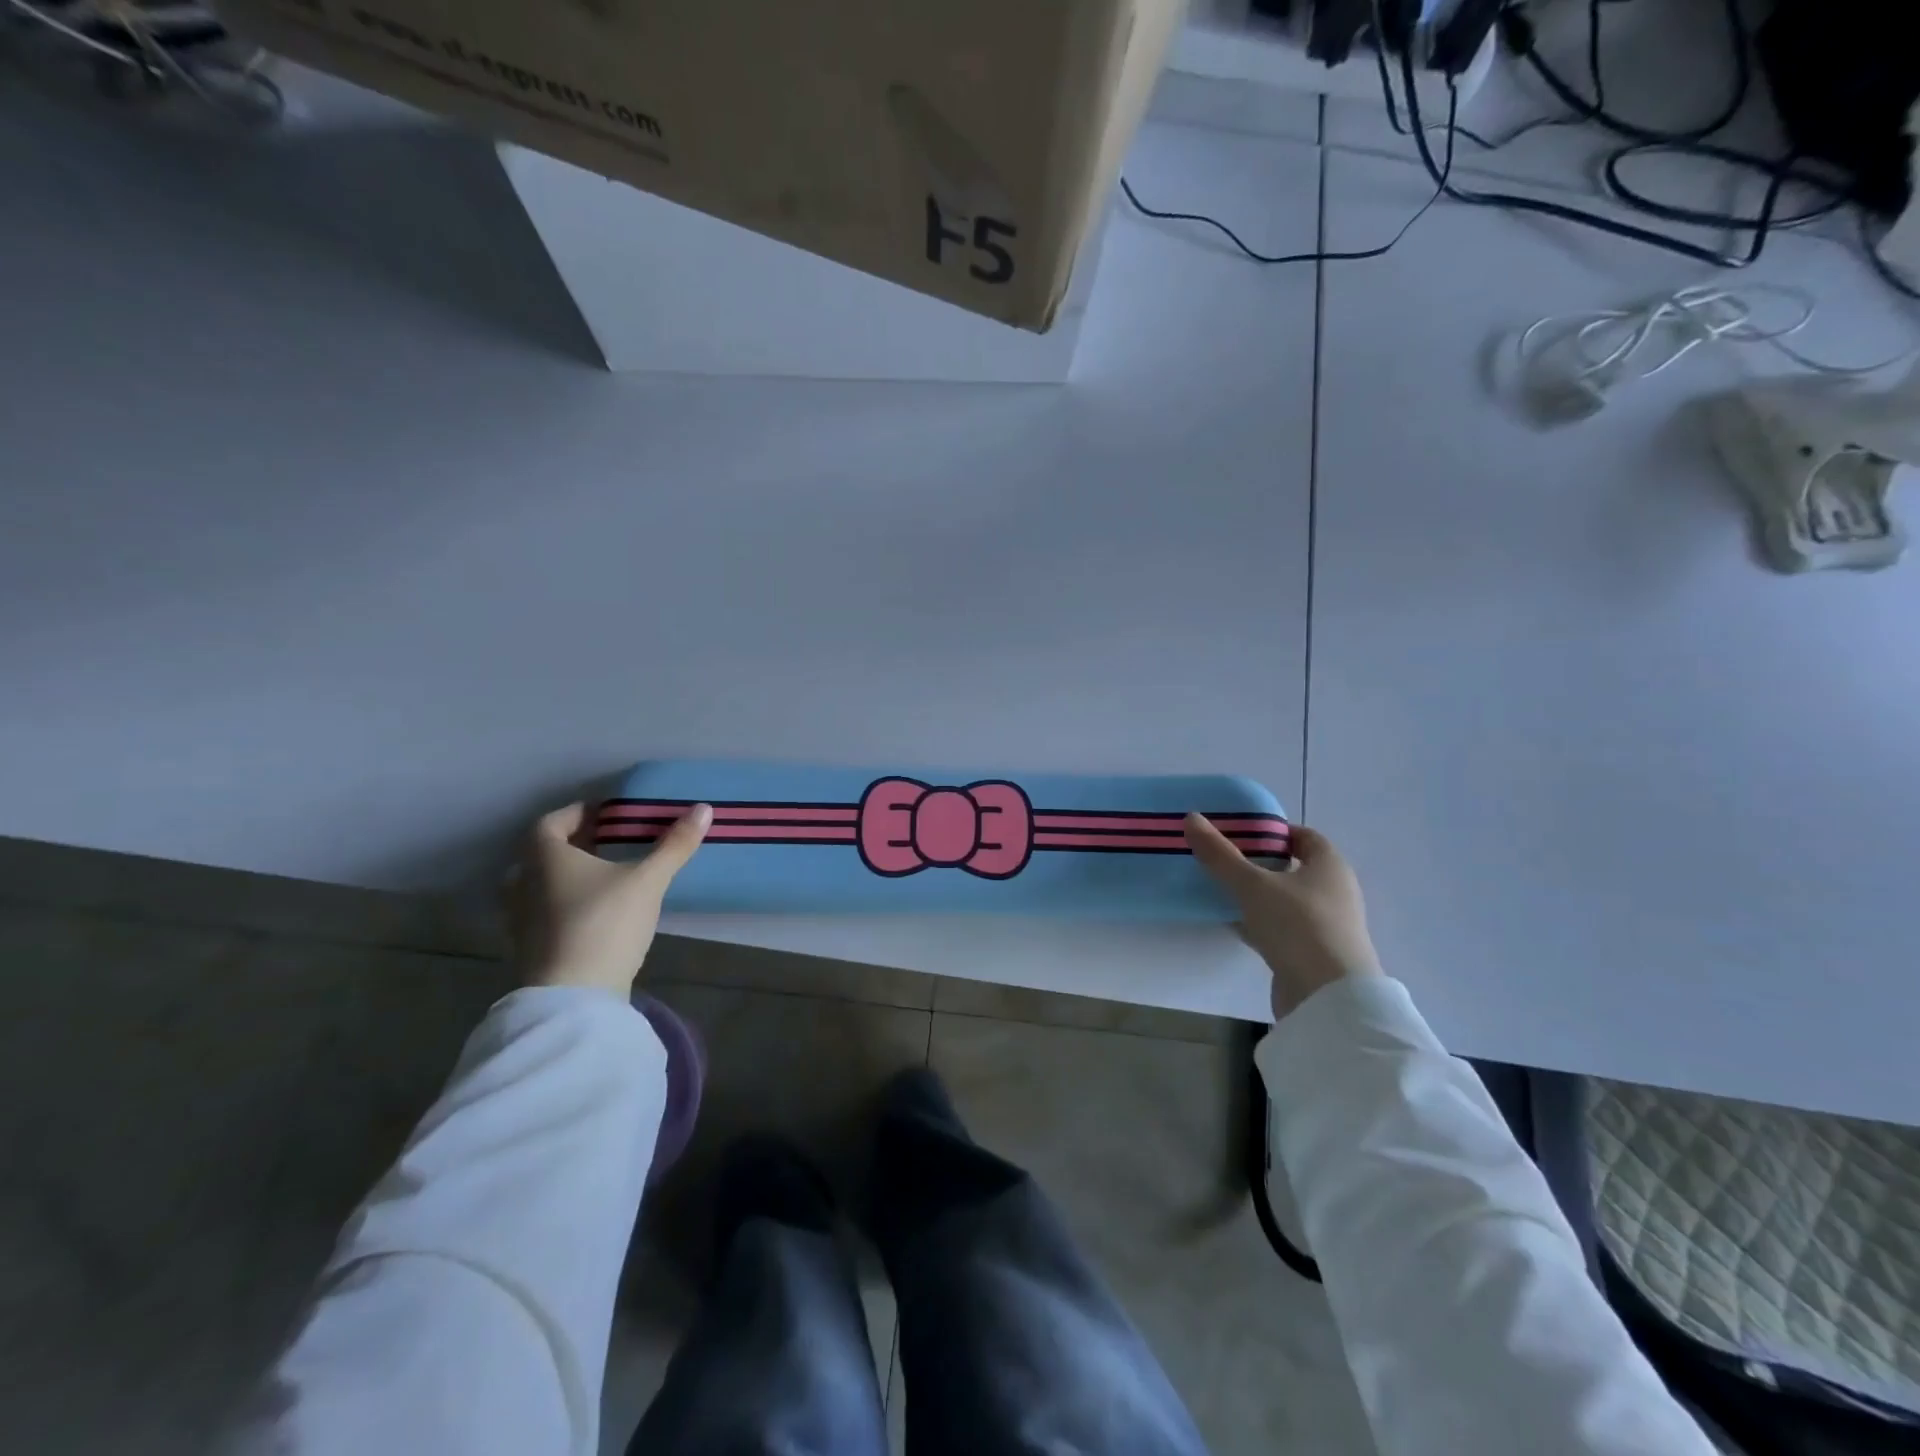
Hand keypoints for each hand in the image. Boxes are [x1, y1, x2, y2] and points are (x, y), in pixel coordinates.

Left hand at [508, 800, 711, 995]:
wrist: (573, 997)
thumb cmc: (605, 923)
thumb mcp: (648, 880)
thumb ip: (674, 845)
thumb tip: (703, 808)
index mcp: (545, 858)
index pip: (550, 822)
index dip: (576, 813)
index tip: (606, 814)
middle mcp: (523, 883)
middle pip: (542, 853)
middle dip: (573, 844)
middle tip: (609, 842)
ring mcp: (520, 919)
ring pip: (539, 885)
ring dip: (566, 876)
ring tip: (603, 876)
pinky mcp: (529, 948)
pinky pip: (543, 912)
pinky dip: (564, 904)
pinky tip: (594, 912)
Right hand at [1184, 815, 1381, 1019]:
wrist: (1328, 998)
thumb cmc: (1297, 926)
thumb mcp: (1251, 884)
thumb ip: (1220, 854)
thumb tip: (1191, 818)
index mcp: (1330, 866)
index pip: (1303, 836)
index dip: (1272, 831)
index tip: (1239, 834)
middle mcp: (1334, 891)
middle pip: (1293, 867)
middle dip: (1259, 862)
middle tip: (1222, 859)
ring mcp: (1326, 925)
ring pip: (1285, 900)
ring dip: (1257, 895)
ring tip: (1220, 889)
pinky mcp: (1314, 954)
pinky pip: (1282, 928)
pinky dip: (1259, 923)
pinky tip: (1231, 923)